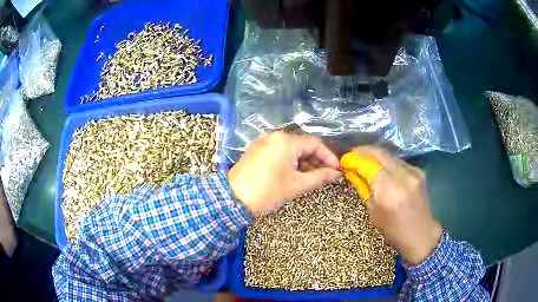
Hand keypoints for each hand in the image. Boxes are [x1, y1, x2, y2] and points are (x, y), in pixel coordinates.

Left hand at [228, 132, 341, 214]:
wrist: (233, 198)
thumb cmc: (268, 191)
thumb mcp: (297, 185)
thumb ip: (320, 177)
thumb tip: (337, 174)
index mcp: (286, 141)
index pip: (315, 144)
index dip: (329, 156)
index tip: (337, 170)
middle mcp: (275, 136)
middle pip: (303, 144)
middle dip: (317, 160)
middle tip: (326, 175)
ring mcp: (264, 141)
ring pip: (291, 148)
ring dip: (304, 161)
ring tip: (313, 177)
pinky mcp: (257, 149)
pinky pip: (280, 151)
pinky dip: (291, 161)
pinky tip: (296, 173)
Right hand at [346, 147, 442, 264]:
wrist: (421, 234)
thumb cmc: (394, 230)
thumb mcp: (374, 212)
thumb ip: (364, 188)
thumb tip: (352, 172)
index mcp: (388, 190)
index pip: (367, 165)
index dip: (354, 160)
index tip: (344, 160)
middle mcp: (402, 176)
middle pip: (379, 153)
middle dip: (363, 151)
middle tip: (353, 155)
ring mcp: (412, 171)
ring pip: (389, 155)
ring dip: (375, 155)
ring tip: (365, 159)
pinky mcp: (418, 171)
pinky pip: (399, 161)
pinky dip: (388, 162)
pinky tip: (382, 167)